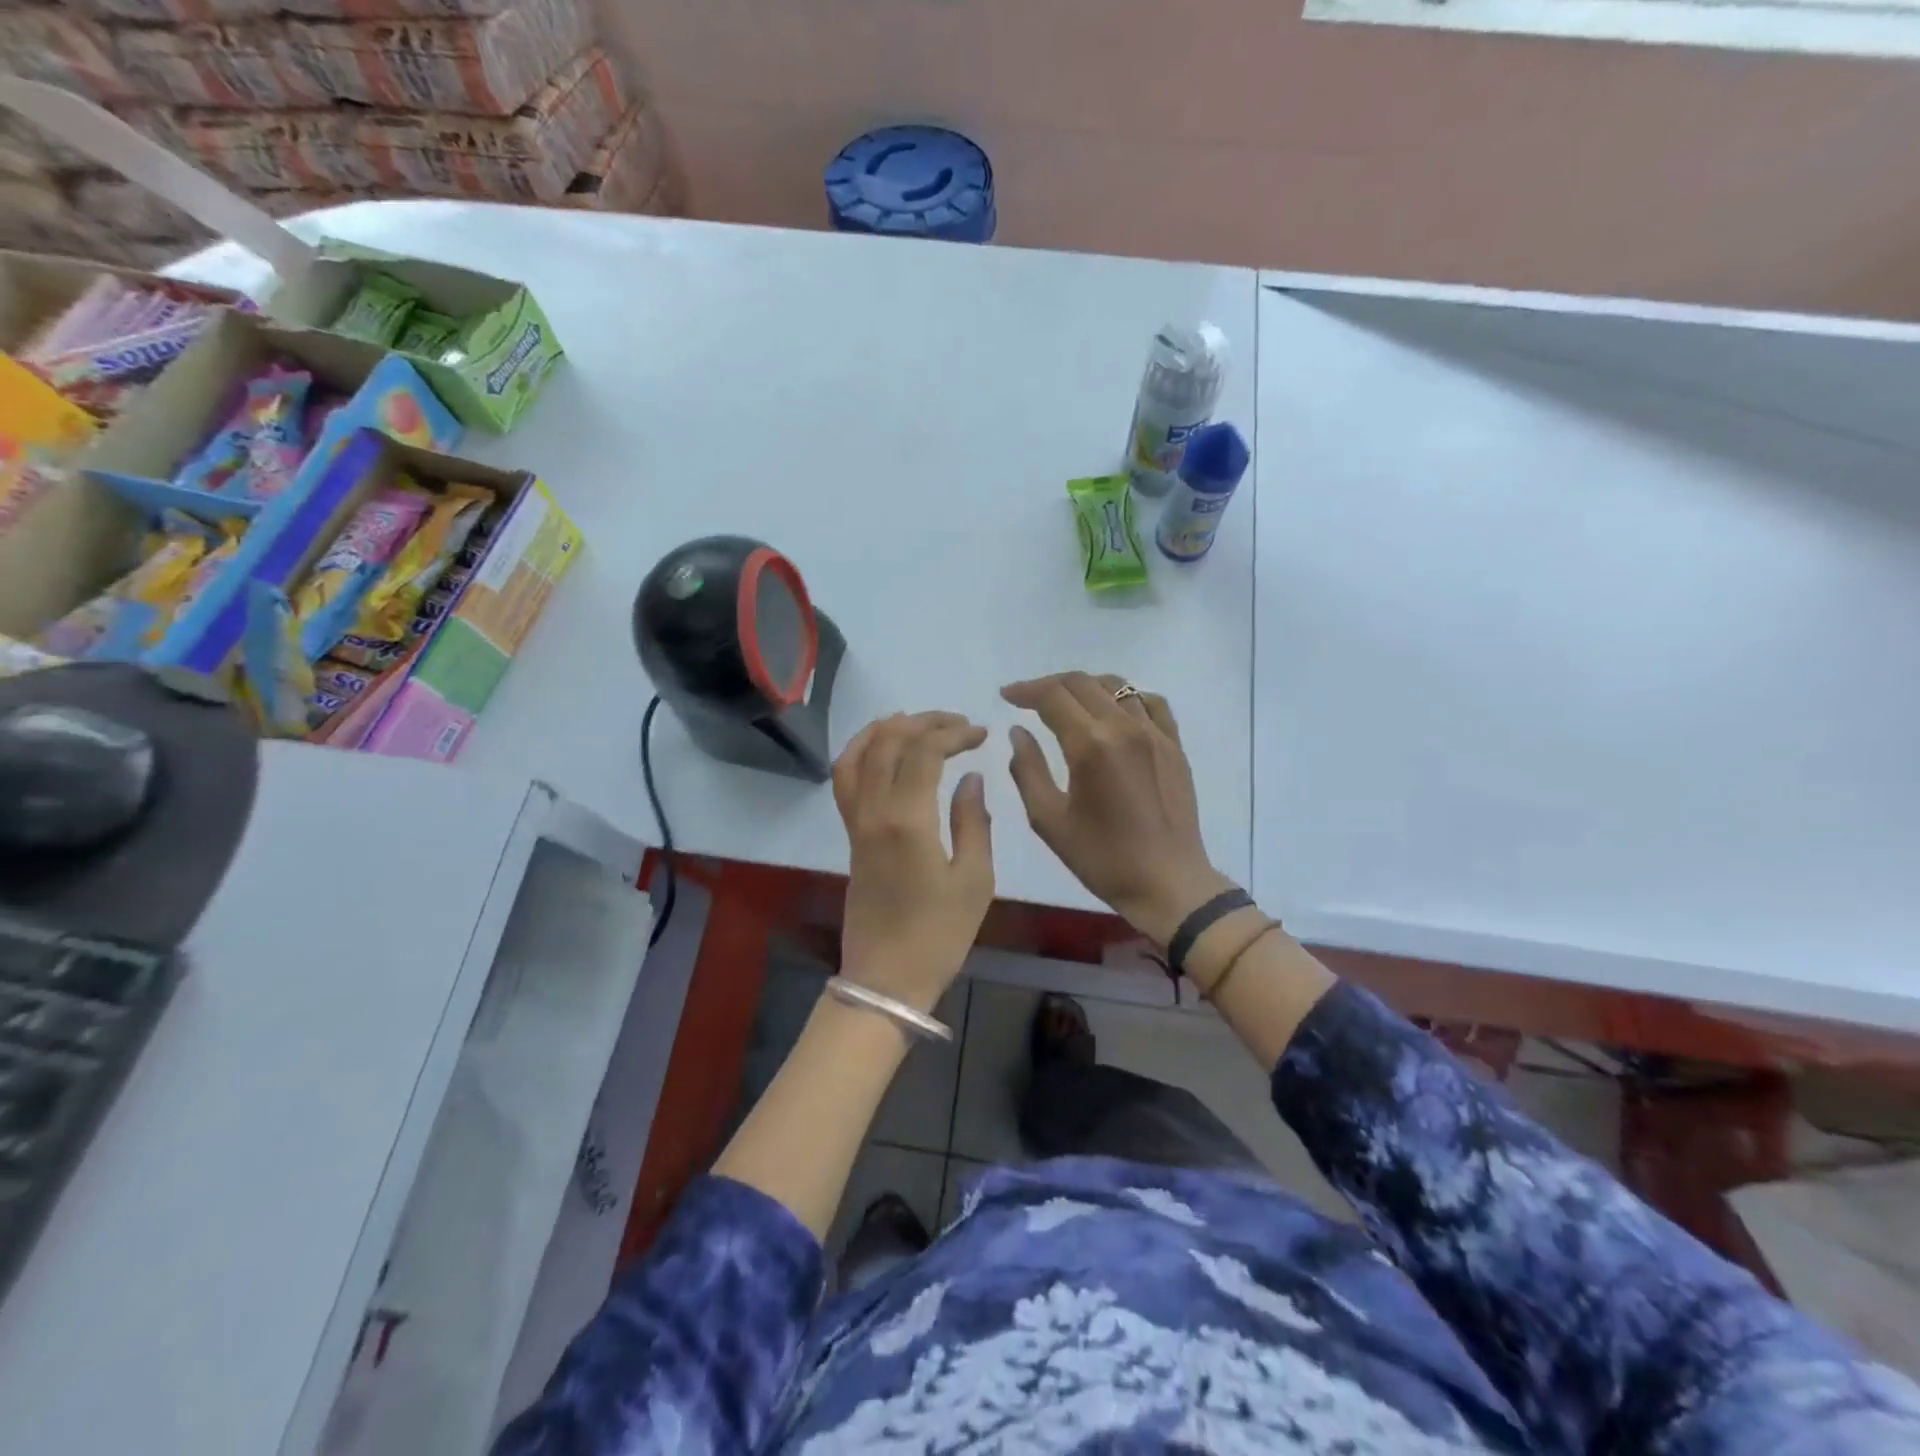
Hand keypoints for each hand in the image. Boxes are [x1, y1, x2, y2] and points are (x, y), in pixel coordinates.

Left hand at [833, 711, 994, 1012]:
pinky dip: (860, 752)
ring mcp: (856, 823)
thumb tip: (971, 778)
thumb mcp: (974, 881)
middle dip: (924, 722)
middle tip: (957, 723)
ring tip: (915, 721)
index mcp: (908, 820)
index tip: (981, 734)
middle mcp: (874, 811)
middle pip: (889, 743)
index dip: (953, 733)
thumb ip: (974, 822)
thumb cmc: (939, 935)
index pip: (924, 752)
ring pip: (857, 755)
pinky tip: (880, 750)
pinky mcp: (850, 836)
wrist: (886, 979)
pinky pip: (845, 780)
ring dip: (885, 729)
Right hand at [1002, 672, 1232, 944]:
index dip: (1025, 690)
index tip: (1006, 696)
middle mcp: (1124, 727)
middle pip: (1082, 683)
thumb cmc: (1101, 858)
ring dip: (1086, 687)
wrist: (1167, 883)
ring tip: (1067, 703)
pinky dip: (1126, 697)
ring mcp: (1155, 733)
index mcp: (1091, 745)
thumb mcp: (1049, 820)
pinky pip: (1151, 702)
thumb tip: (1019, 732)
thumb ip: (1027, 769)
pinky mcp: (1175, 745)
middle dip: (1049, 685)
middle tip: (1028, 699)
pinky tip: (1114, 711)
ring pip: (1117, 686)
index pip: (1052, 696)